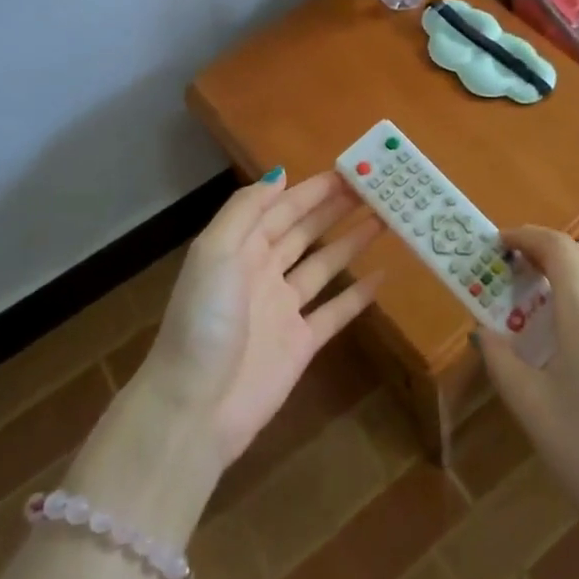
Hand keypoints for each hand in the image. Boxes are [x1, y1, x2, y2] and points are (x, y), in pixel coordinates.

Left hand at [140, 171, 382, 468]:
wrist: (194, 408)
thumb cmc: (203, 320)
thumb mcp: (214, 252)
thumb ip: (245, 210)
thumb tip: (280, 174)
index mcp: (240, 248)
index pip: (282, 208)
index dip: (313, 190)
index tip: (349, 170)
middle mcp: (262, 273)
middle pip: (305, 232)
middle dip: (336, 209)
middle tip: (376, 188)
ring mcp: (283, 309)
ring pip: (323, 266)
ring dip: (351, 242)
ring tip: (384, 219)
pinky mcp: (301, 345)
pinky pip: (335, 312)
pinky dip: (357, 295)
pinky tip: (382, 276)